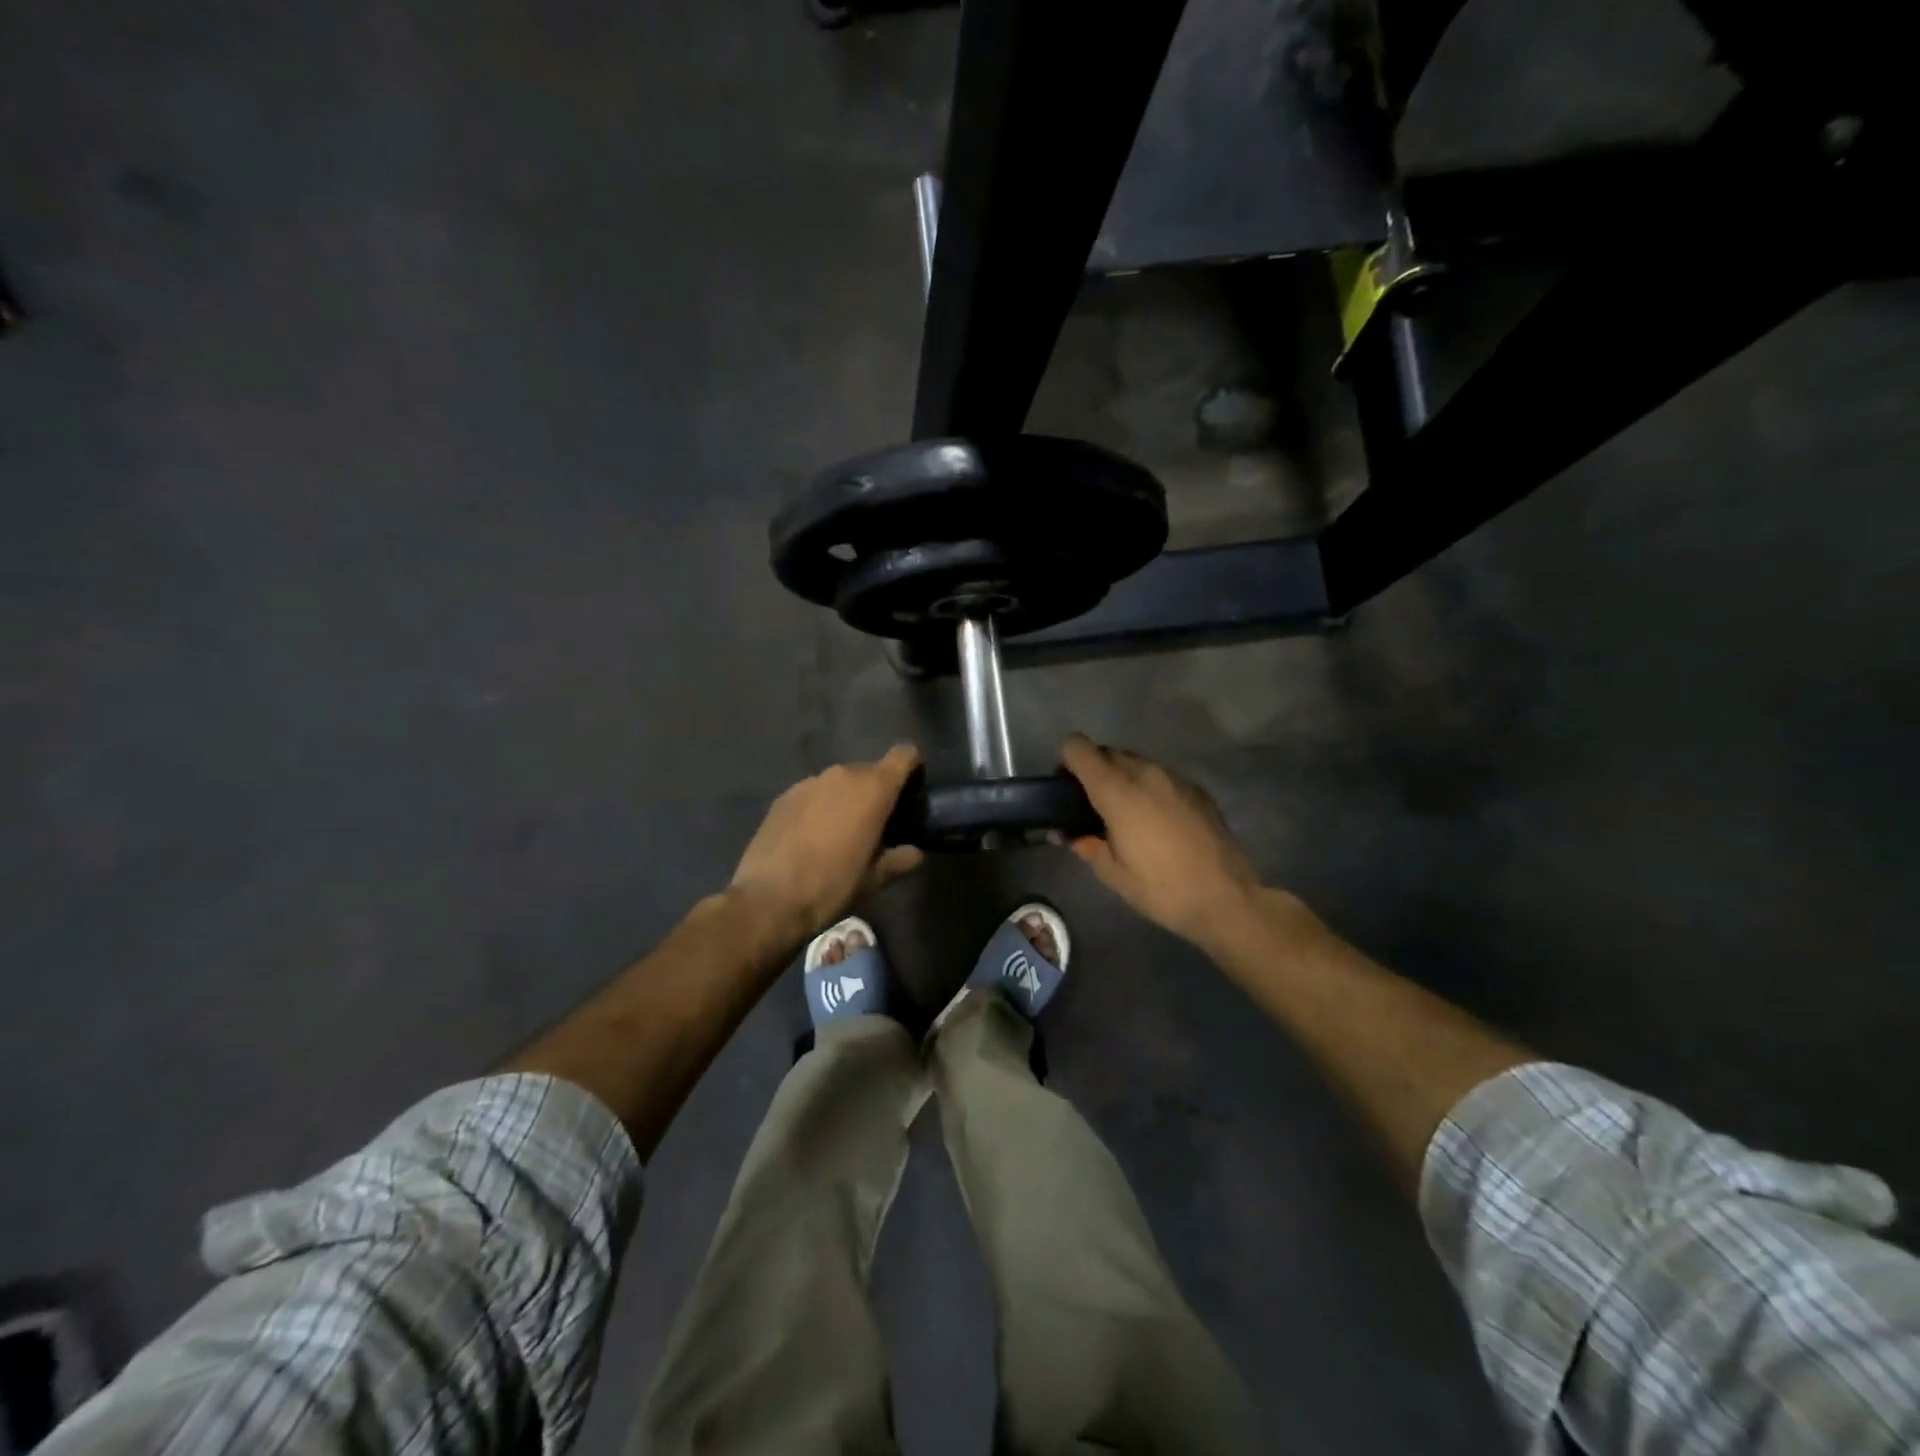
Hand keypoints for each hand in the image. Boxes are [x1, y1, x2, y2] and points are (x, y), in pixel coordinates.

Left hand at [729, 745, 924, 946]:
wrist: (767, 899)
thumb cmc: (831, 886)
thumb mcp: (873, 880)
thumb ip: (898, 860)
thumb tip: (915, 853)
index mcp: (873, 789)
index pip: (903, 755)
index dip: (912, 767)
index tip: (912, 789)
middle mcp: (842, 775)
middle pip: (870, 770)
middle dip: (877, 790)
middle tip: (877, 822)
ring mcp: (809, 782)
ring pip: (839, 782)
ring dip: (846, 798)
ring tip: (841, 831)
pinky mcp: (784, 795)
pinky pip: (814, 793)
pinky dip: (820, 806)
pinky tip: (811, 836)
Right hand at [1060, 734, 1262, 946]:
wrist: (1227, 898)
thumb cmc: (1161, 888)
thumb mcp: (1113, 874)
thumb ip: (1087, 845)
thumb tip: (1072, 835)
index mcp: (1117, 790)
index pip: (1079, 748)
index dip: (1065, 761)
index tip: (1065, 788)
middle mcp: (1145, 772)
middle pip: (1107, 753)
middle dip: (1093, 771)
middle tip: (1091, 807)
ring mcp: (1175, 778)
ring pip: (1136, 763)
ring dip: (1122, 779)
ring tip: (1125, 816)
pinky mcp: (1197, 790)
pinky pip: (1161, 778)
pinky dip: (1149, 789)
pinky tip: (1156, 823)